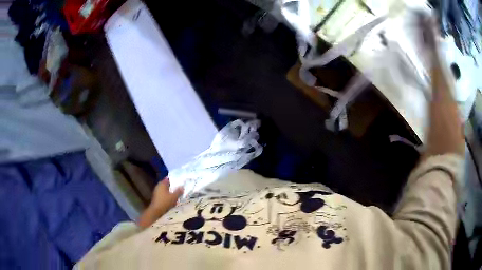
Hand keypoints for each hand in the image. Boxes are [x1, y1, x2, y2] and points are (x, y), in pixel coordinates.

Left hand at [150, 178, 183, 210]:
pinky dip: (168, 196)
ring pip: (166, 190)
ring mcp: (157, 192)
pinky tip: (172, 200)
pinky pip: (164, 195)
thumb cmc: (165, 202)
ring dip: (171, 192)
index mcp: (162, 184)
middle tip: (179, 188)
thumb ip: (179, 191)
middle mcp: (158, 186)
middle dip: (173, 187)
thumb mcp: (174, 197)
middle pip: (167, 185)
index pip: (168, 179)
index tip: (179, 181)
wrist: (156, 210)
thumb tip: (182, 187)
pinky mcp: (157, 197)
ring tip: (177, 195)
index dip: (174, 179)